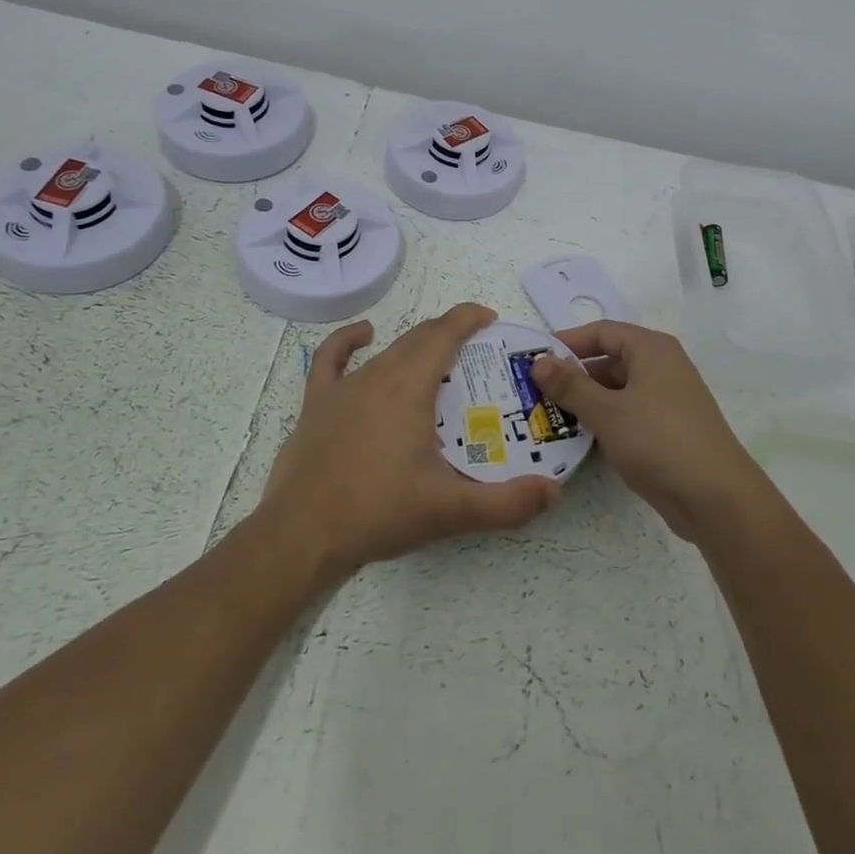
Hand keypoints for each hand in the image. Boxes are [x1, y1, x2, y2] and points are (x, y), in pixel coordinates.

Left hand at [256, 303, 559, 580]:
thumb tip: (554, 490)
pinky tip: (364, 335)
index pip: (444, 333)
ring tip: (439, 360)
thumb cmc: (378, 512)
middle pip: (419, 338)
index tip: (492, 319)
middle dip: (450, 333)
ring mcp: (342, 387)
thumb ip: (506, 503)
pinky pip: (331, 359)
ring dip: (416, 346)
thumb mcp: (449, 510)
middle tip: (477, 352)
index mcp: (409, 386)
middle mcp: (377, 374)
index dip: (469, 318)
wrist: (301, 535)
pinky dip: (349, 341)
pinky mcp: (316, 404)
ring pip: (388, 350)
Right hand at [531, 321, 768, 543]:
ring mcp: (668, 398)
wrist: (717, 498)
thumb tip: (538, 361)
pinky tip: (582, 438)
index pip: (602, 332)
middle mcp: (662, 366)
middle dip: (573, 375)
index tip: (533, 359)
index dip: (567, 342)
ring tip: (550, 416)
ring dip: (587, 400)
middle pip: (610, 359)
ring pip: (618, 389)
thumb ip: (570, 386)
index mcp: (651, 349)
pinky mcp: (670, 428)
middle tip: (535, 392)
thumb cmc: (659, 441)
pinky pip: (629, 412)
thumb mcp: (607, 412)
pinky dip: (606, 419)